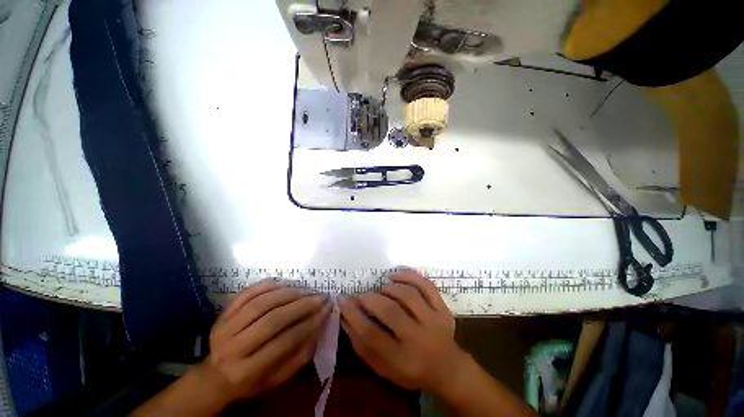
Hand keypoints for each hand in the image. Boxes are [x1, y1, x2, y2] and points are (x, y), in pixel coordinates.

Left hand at [203, 280, 329, 402]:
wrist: (215, 377)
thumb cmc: (251, 381)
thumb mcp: (278, 378)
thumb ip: (301, 354)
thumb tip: (320, 324)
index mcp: (246, 372)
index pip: (284, 342)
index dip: (309, 323)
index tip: (326, 309)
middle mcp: (232, 349)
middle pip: (272, 320)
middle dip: (302, 305)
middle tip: (320, 296)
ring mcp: (224, 328)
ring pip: (261, 303)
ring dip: (289, 293)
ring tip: (307, 290)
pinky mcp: (223, 314)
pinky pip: (247, 293)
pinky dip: (269, 285)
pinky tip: (286, 283)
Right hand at [340, 271, 464, 393]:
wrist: (447, 369)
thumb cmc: (410, 370)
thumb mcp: (383, 367)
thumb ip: (362, 344)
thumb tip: (344, 316)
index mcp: (401, 360)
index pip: (371, 334)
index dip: (353, 314)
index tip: (342, 300)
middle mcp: (419, 339)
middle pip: (390, 311)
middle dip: (369, 299)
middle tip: (360, 295)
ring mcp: (434, 321)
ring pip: (408, 295)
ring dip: (388, 288)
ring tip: (380, 291)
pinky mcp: (443, 308)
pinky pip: (426, 286)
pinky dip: (409, 276)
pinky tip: (394, 275)